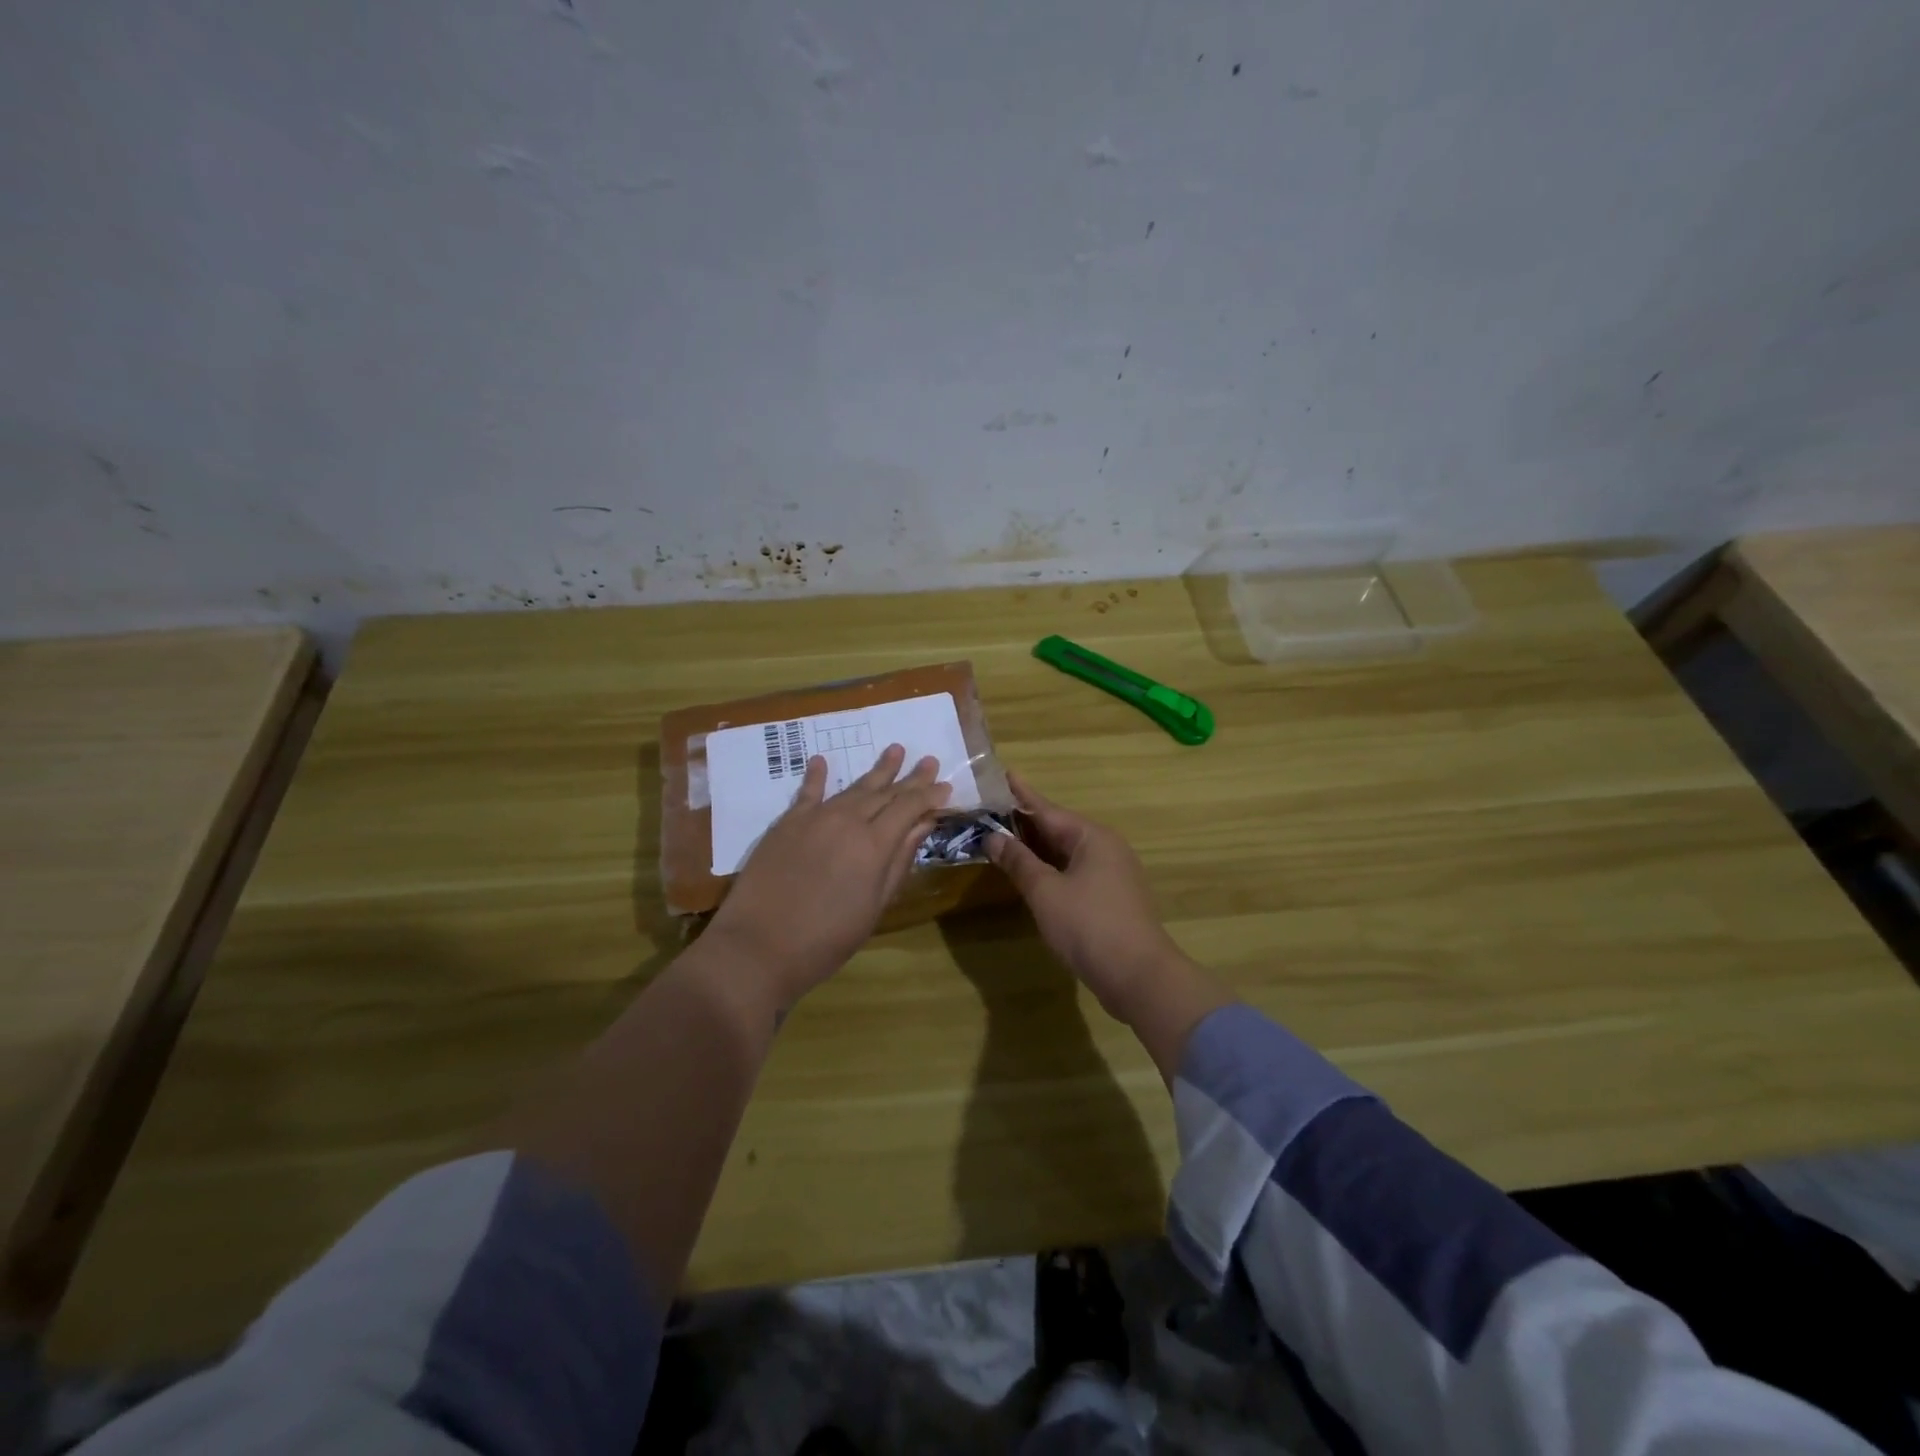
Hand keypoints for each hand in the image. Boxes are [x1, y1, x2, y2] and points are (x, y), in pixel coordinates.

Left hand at [707, 744, 951, 1007]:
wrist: (759, 946)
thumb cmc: (827, 939)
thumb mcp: (875, 906)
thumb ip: (899, 861)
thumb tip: (922, 825)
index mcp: (874, 844)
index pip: (909, 807)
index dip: (929, 796)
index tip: (946, 786)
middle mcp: (847, 821)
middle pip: (885, 793)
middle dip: (910, 777)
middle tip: (928, 760)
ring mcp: (814, 818)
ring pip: (853, 788)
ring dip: (876, 770)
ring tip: (894, 750)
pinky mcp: (786, 823)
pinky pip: (807, 792)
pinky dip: (817, 775)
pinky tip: (822, 760)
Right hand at [985, 771, 1193, 1022]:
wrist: (1139, 976)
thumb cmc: (1089, 926)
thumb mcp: (1045, 891)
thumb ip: (1019, 861)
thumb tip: (994, 837)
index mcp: (1092, 837)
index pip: (1048, 809)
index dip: (1021, 794)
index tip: (1004, 773)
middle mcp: (1106, 848)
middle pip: (1059, 829)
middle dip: (1026, 822)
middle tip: (993, 808)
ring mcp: (1113, 874)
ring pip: (1067, 853)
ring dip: (1037, 848)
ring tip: (1006, 837)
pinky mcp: (1112, 899)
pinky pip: (1075, 872)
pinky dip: (1051, 869)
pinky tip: (1032, 875)